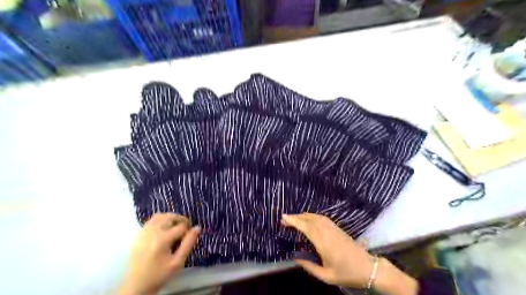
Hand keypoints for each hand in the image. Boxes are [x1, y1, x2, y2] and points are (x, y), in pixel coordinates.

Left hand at [119, 214, 200, 294]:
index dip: (188, 231)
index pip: (181, 226)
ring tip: (174, 228)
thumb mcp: (178, 262)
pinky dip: (160, 220)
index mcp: (162, 239)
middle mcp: (152, 231)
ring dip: (170, 218)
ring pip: (161, 215)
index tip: (188, 239)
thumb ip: (189, 243)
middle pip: (171, 216)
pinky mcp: (139, 234)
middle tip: (184, 230)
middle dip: (181, 220)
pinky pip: (151, 220)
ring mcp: (144, 231)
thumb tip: (197, 227)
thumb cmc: (160, 274)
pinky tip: (163, 230)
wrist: (136, 285)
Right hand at [284, 212, 378, 287]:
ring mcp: (333, 228)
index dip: (294, 221)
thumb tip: (295, 259)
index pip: (305, 227)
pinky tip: (309, 218)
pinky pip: (322, 218)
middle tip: (285, 218)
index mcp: (323, 242)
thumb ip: (309, 267)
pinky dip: (313, 216)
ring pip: (316, 217)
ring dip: (304, 215)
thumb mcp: (326, 276)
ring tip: (294, 218)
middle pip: (309, 219)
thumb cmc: (347, 273)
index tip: (283, 217)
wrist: (368, 268)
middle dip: (296, 217)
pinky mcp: (338, 228)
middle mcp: (327, 232)